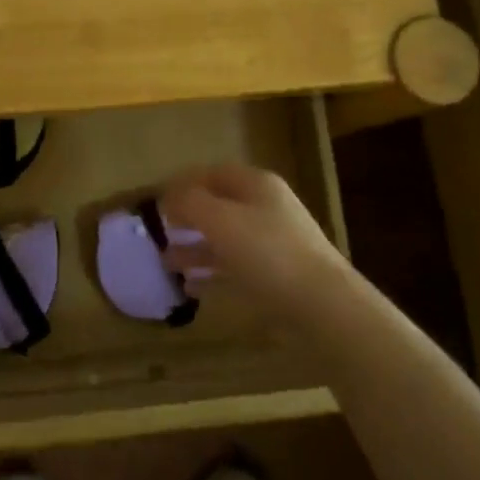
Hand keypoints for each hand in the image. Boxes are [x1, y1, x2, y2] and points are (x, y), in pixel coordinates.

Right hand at [158, 165, 349, 319]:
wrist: (324, 306)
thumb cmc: (268, 253)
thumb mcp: (221, 220)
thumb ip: (190, 203)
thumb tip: (168, 197)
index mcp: (255, 185)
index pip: (213, 173)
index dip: (183, 183)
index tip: (156, 201)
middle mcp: (265, 208)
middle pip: (219, 206)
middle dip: (188, 218)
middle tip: (159, 233)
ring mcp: (274, 243)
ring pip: (226, 239)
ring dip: (195, 248)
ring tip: (166, 263)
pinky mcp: (277, 277)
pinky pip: (236, 267)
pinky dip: (213, 273)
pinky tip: (191, 288)